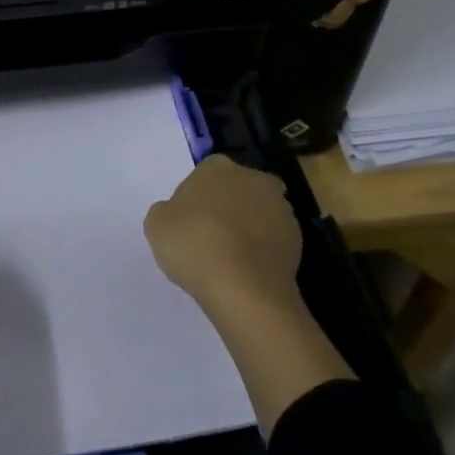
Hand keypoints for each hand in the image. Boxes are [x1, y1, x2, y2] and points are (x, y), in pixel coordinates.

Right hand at [144, 154, 301, 317]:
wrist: (244, 287)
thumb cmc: (194, 244)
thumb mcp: (156, 224)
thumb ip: (167, 211)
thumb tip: (178, 214)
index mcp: (218, 166)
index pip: (205, 173)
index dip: (197, 197)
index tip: (188, 221)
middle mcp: (254, 178)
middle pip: (237, 190)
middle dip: (228, 207)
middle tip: (210, 236)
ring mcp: (281, 208)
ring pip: (259, 213)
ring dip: (248, 228)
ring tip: (230, 259)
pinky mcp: (297, 240)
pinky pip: (273, 240)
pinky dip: (263, 251)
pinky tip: (248, 271)